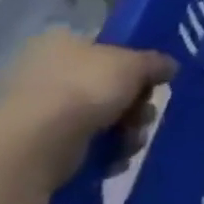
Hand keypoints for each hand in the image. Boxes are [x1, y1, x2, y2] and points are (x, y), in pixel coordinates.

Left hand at [0, 29, 174, 190]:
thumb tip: (169, 66)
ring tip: (131, 142)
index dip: (134, 64)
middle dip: (135, 105)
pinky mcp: (38, 148)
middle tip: (143, 115)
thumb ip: (156, 62)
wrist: (35, 144)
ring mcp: (39, 113)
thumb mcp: (135, 64)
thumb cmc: (85, 88)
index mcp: (62, 43)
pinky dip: (105, 153)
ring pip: (101, 118)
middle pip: (108, 87)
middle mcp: (45, 73)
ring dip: (126, 131)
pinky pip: (85, 146)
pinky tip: (115, 159)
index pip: (106, 48)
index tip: (152, 80)